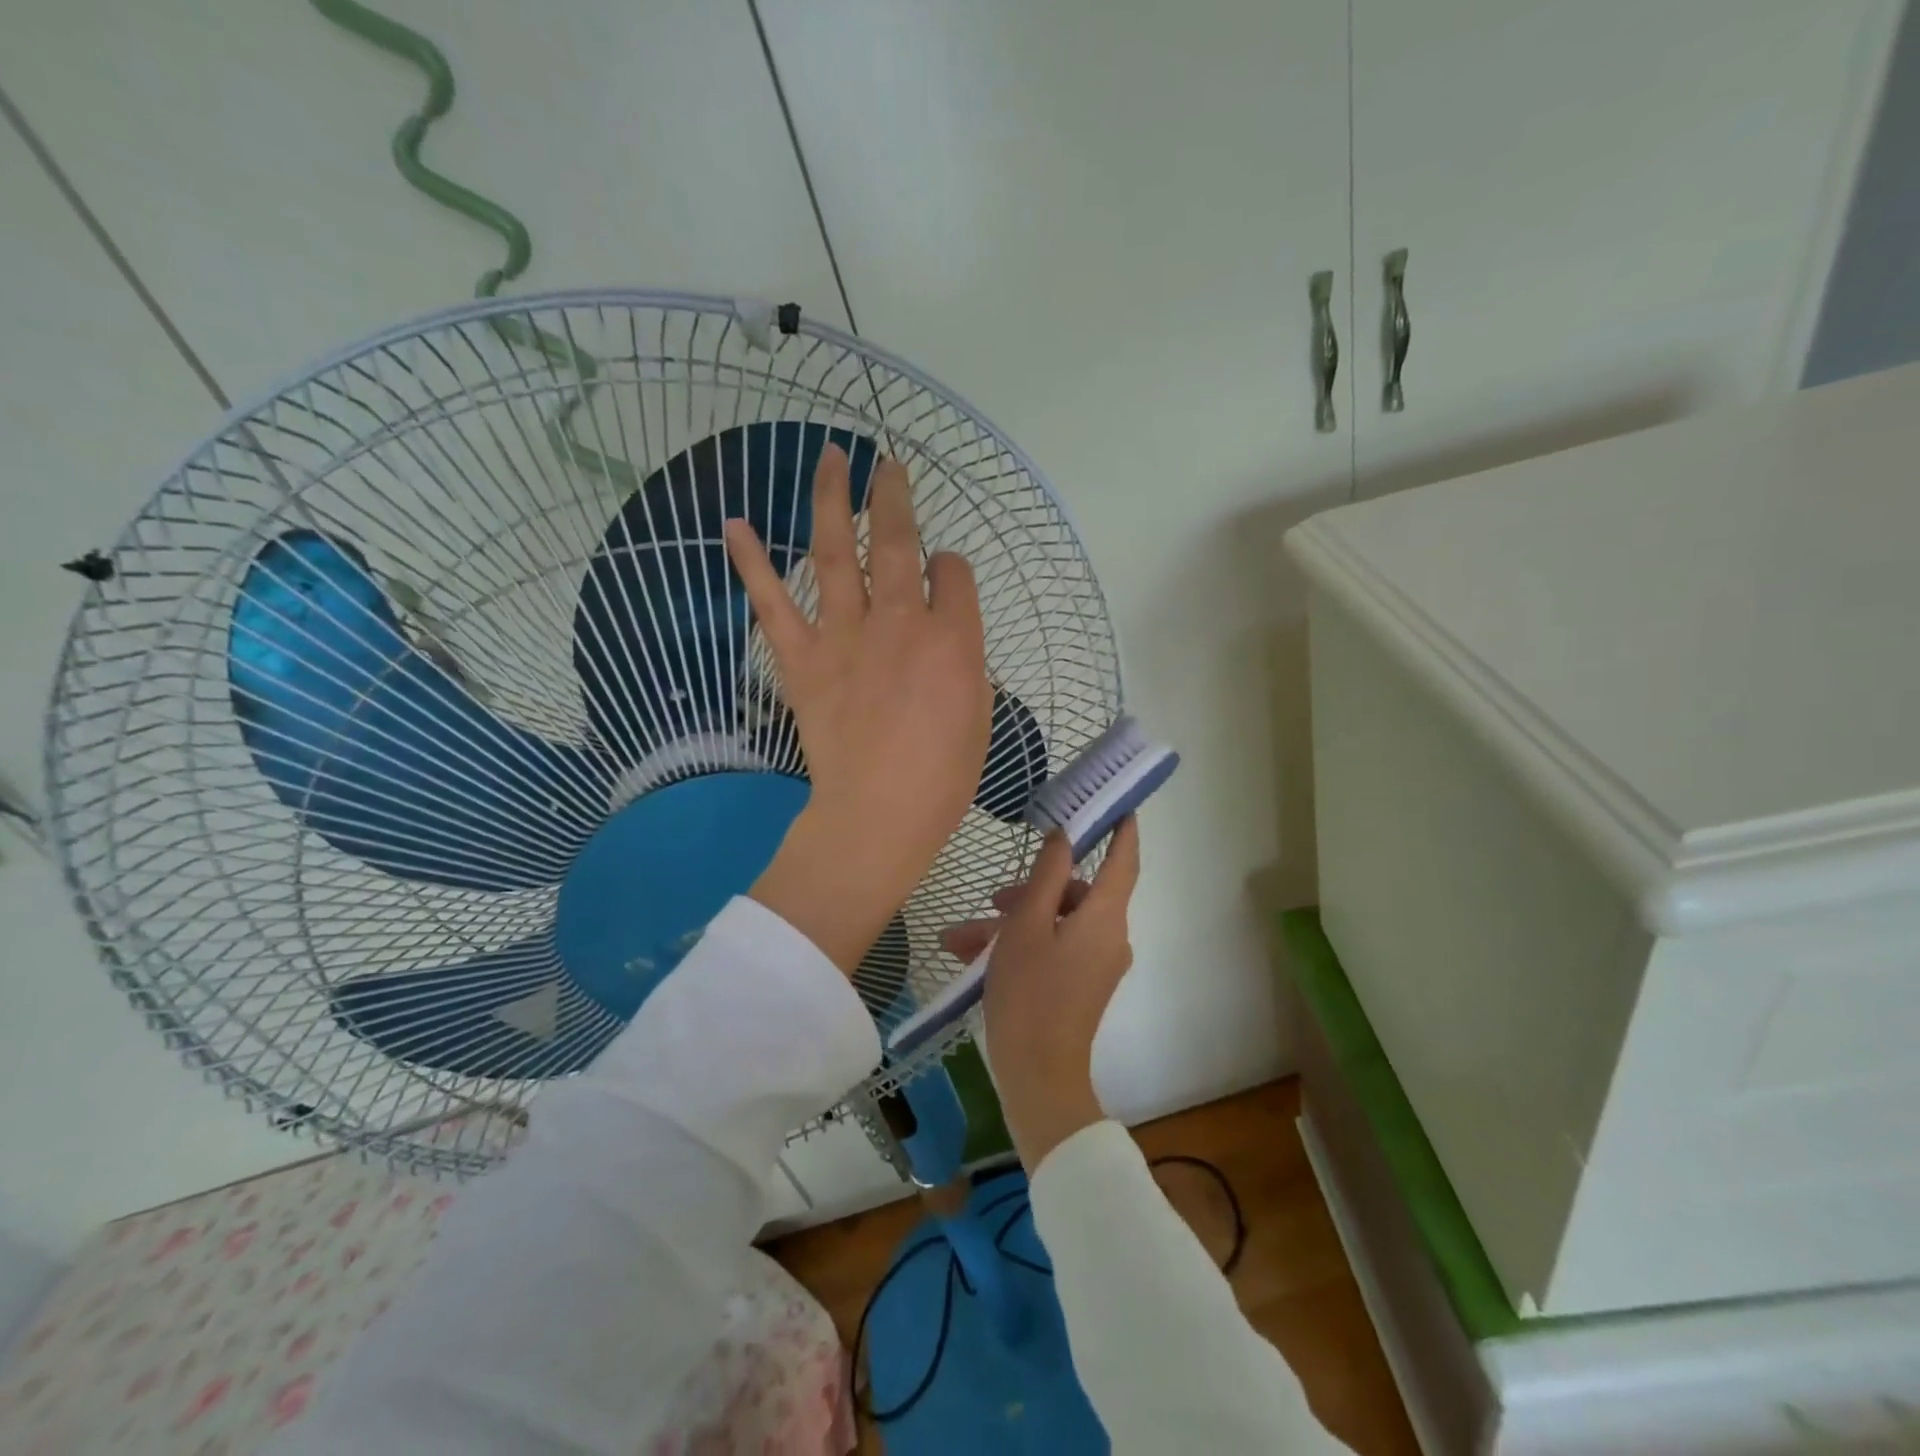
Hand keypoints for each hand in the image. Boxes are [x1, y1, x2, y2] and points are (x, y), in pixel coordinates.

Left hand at [728, 446, 991, 974]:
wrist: (878, 814)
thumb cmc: (942, 776)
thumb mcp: (980, 713)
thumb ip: (964, 660)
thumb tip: (944, 634)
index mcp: (955, 638)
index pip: (954, 573)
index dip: (950, 569)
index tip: (942, 578)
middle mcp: (902, 621)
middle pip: (900, 541)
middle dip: (896, 495)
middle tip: (890, 465)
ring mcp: (847, 635)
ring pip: (839, 552)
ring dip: (834, 500)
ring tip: (830, 458)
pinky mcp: (803, 658)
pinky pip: (773, 602)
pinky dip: (751, 562)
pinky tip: (734, 525)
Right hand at [941, 818, 1141, 1168]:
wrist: (1037, 1075)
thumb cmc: (1030, 992)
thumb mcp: (1027, 925)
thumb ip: (1046, 875)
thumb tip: (1064, 837)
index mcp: (1104, 917)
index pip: (1124, 860)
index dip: (1122, 829)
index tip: (1117, 803)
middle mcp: (1109, 936)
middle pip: (1075, 894)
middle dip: (1031, 891)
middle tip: (991, 900)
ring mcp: (1096, 963)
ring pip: (1055, 924)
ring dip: (1012, 924)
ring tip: (963, 938)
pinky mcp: (1081, 984)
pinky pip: (1054, 949)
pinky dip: (1020, 946)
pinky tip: (973, 955)